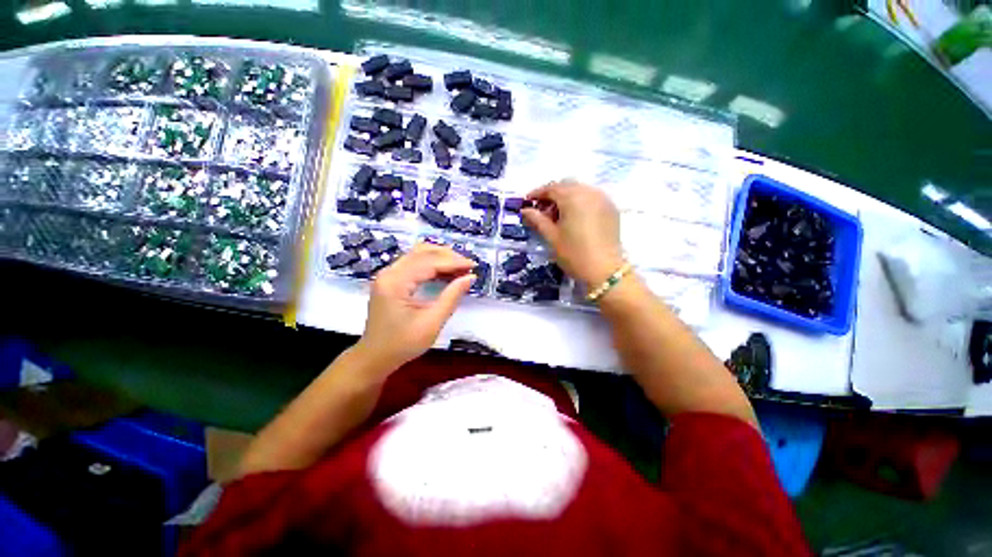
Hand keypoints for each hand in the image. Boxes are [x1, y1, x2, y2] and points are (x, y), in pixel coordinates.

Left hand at [354, 243, 475, 372]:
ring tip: (459, 268)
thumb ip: (451, 297)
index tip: (473, 266)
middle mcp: (388, 273)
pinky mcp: (388, 282)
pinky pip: (410, 265)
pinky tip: (444, 273)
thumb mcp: (431, 323)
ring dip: (438, 258)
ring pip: (415, 255)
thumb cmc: (402, 344)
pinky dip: (429, 265)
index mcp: (396, 282)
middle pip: (421, 253)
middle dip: (446, 256)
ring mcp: (386, 276)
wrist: (375, 357)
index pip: (428, 262)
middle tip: (468, 266)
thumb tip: (470, 277)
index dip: (453, 261)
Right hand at [522, 180, 623, 285]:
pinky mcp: (611, 208)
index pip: (551, 188)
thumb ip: (537, 219)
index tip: (527, 202)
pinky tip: (576, 217)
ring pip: (581, 190)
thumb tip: (525, 210)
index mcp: (572, 196)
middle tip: (543, 210)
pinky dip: (582, 201)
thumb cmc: (574, 254)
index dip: (537, 194)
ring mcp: (602, 199)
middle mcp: (588, 192)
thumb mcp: (552, 237)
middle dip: (553, 195)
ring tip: (560, 215)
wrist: (605, 271)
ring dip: (568, 197)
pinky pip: (593, 197)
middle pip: (566, 186)